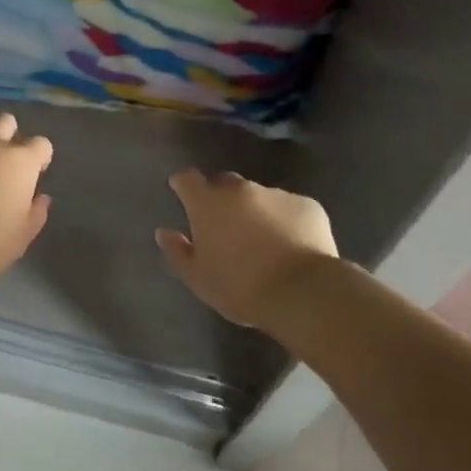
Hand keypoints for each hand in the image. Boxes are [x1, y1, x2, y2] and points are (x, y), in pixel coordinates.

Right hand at [155, 169, 338, 326]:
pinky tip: (291, 245)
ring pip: (258, 196)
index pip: (187, 178)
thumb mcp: (199, 278)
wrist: (302, 292)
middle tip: (225, 226)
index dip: (183, 184)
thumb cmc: (240, 287)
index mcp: (208, 203)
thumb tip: (163, 232)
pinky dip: (285, 220)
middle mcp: (240, 190)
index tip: (182, 193)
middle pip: (224, 183)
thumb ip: (178, 252)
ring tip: (263, 241)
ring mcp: (276, 194)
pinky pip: (289, 207)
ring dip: (255, 210)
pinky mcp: (307, 204)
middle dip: (221, 198)